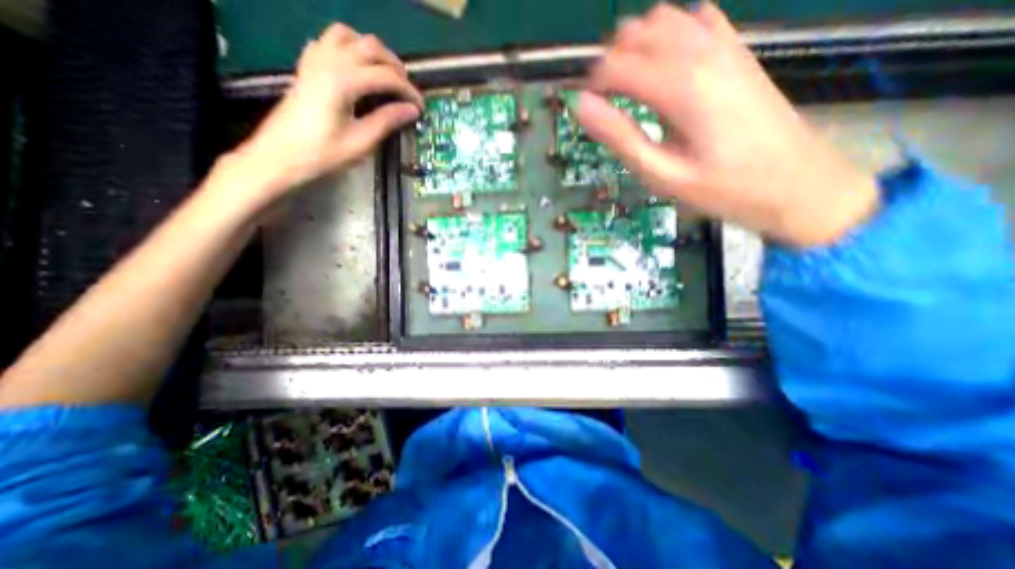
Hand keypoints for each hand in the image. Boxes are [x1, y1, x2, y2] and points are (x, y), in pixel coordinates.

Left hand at [223, 23, 424, 209]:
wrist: (280, 156)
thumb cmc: (322, 154)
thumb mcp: (361, 141)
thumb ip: (387, 121)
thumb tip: (412, 110)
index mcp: (343, 81)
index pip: (386, 76)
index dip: (409, 91)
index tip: (421, 107)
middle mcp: (329, 61)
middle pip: (371, 47)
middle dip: (396, 67)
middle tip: (408, 91)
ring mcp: (314, 60)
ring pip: (349, 36)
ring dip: (372, 51)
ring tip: (386, 75)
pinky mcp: (307, 67)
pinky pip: (329, 41)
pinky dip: (349, 49)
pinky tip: (357, 69)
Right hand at [578, 1, 880, 246]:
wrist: (797, 184)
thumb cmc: (723, 188)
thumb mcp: (662, 174)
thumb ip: (620, 137)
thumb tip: (582, 106)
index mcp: (680, 87)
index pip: (617, 65)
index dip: (592, 84)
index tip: (586, 107)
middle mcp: (701, 53)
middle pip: (637, 33)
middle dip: (611, 63)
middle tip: (605, 101)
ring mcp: (725, 46)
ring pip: (665, 19)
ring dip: (637, 47)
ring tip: (629, 86)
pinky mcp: (738, 52)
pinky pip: (697, 21)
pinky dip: (671, 37)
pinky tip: (666, 67)